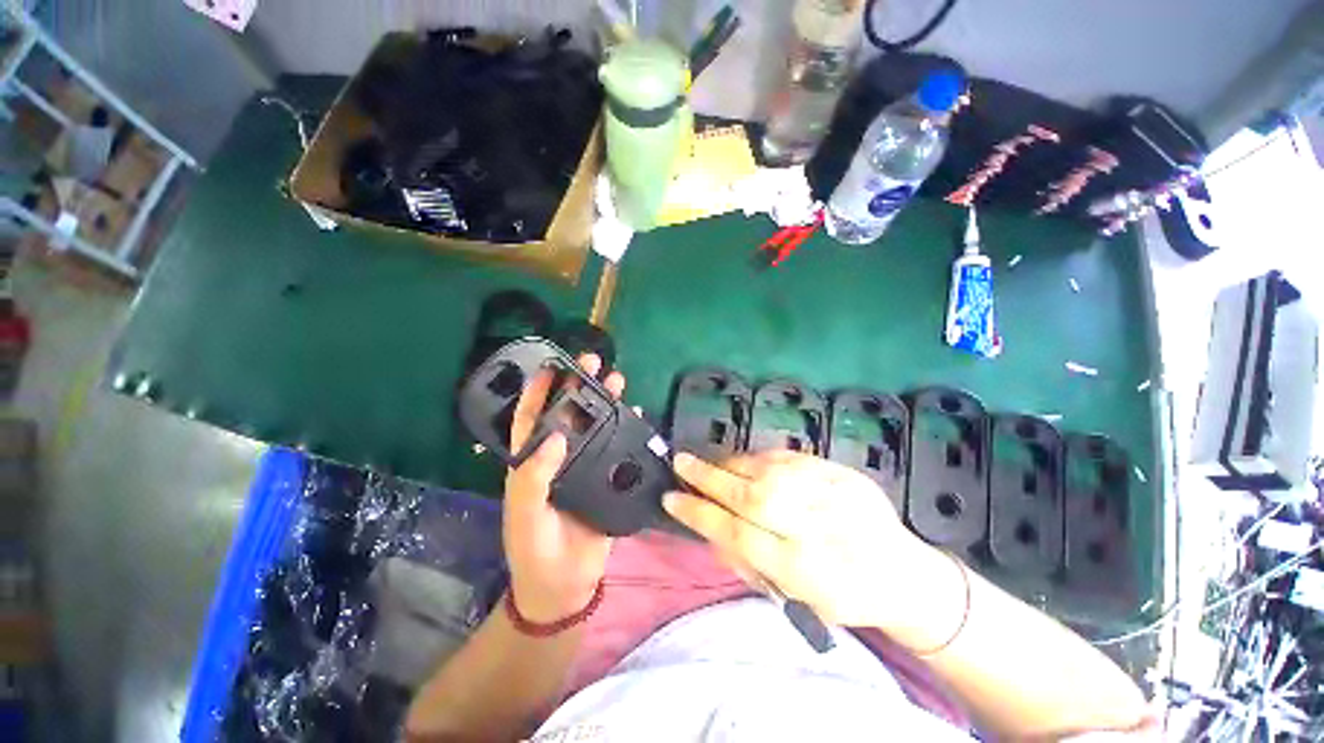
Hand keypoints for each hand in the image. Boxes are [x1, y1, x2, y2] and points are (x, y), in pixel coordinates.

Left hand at [503, 353, 623, 622]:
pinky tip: (637, 413)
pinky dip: (627, 428)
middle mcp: (559, 458)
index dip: (538, 391)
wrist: (566, 585)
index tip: (552, 366)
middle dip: (578, 386)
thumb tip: (555, 437)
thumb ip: (534, 479)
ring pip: (595, 426)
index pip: (531, 419)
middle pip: (569, 414)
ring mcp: (585, 466)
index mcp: (532, 462)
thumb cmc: (535, 550)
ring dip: (605, 401)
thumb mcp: (526, 517)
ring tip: (618, 379)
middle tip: (592, 361)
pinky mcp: (607, 477)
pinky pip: (618, 447)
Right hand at [663, 450, 932, 627]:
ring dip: (729, 464)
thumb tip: (709, 529)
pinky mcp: (838, 470)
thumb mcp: (796, 597)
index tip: (671, 498)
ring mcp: (828, 491)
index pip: (736, 534)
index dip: (698, 514)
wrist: (903, 572)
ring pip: (764, 470)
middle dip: (706, 477)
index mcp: (802, 567)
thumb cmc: (844, 595)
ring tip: (709, 465)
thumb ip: (749, 562)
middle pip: (748, 495)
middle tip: (679, 462)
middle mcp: (813, 524)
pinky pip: (786, 458)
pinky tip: (744, 462)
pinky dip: (757, 458)